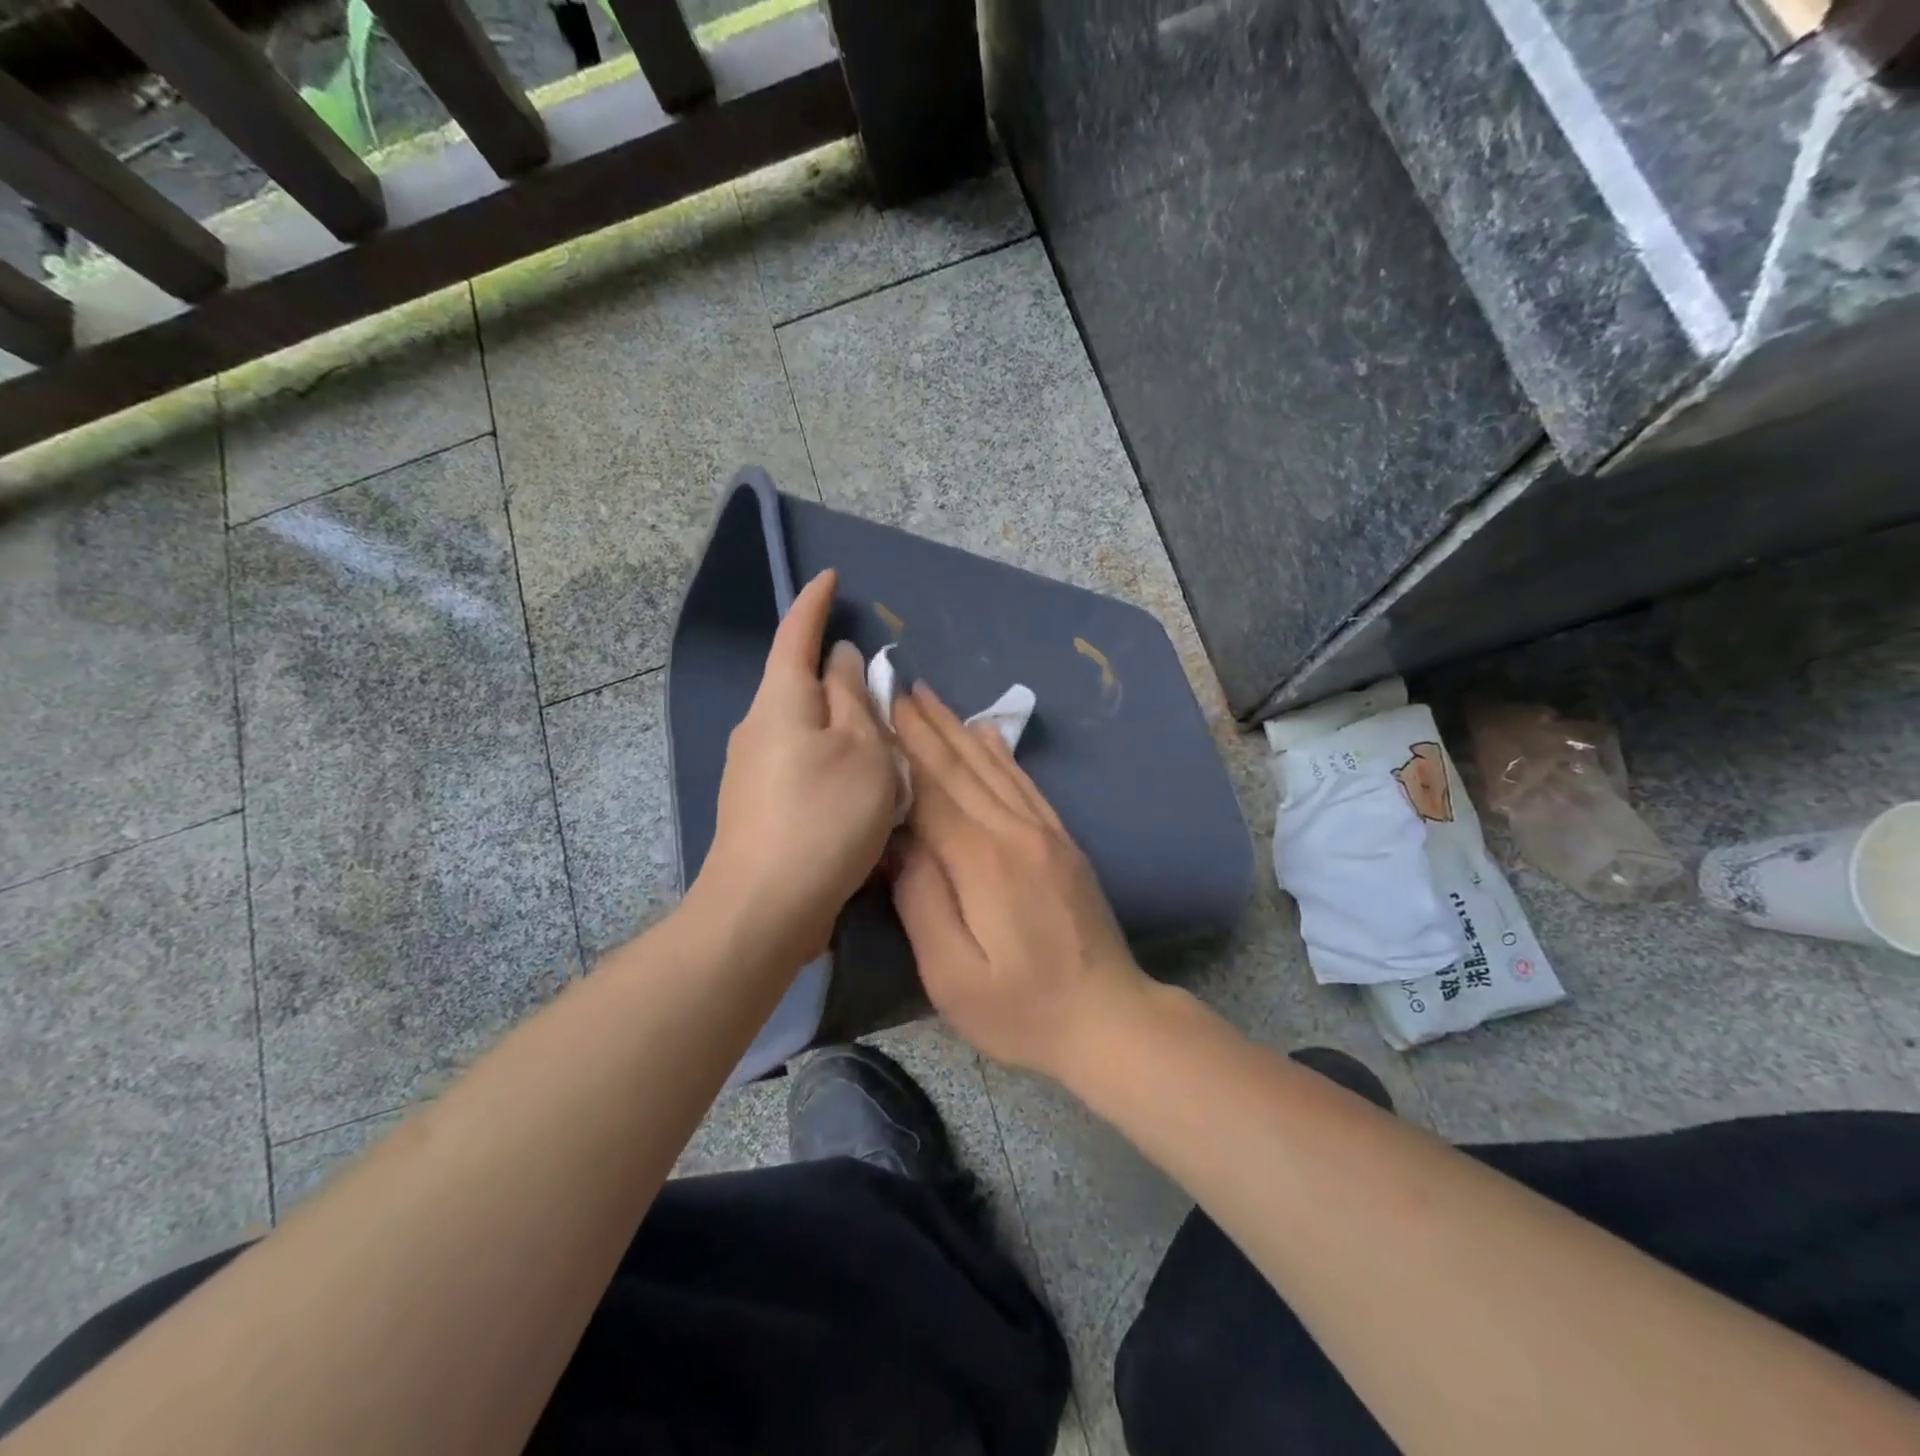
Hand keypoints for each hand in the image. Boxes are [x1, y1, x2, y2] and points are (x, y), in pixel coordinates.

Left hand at [693, 570, 897, 968]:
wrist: (764, 908)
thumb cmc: (824, 818)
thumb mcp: (862, 750)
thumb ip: (854, 698)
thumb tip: (840, 660)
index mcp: (782, 701)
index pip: (796, 634)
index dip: (814, 603)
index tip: (829, 578)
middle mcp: (758, 726)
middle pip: (799, 683)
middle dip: (835, 674)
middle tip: (879, 681)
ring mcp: (751, 769)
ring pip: (804, 727)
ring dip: (838, 724)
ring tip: (879, 742)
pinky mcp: (757, 805)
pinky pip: (800, 762)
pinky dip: (830, 759)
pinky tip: (855, 786)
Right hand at [890, 683, 1149, 1078]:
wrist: (1110, 1019)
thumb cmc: (1022, 1009)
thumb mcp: (953, 975)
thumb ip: (921, 901)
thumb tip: (899, 841)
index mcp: (983, 860)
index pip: (931, 792)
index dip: (901, 751)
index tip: (878, 711)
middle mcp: (1015, 832)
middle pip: (962, 768)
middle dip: (927, 726)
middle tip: (899, 686)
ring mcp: (1045, 833)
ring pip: (994, 768)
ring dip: (958, 730)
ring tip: (932, 698)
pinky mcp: (1063, 843)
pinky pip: (1026, 785)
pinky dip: (1002, 754)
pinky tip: (988, 734)